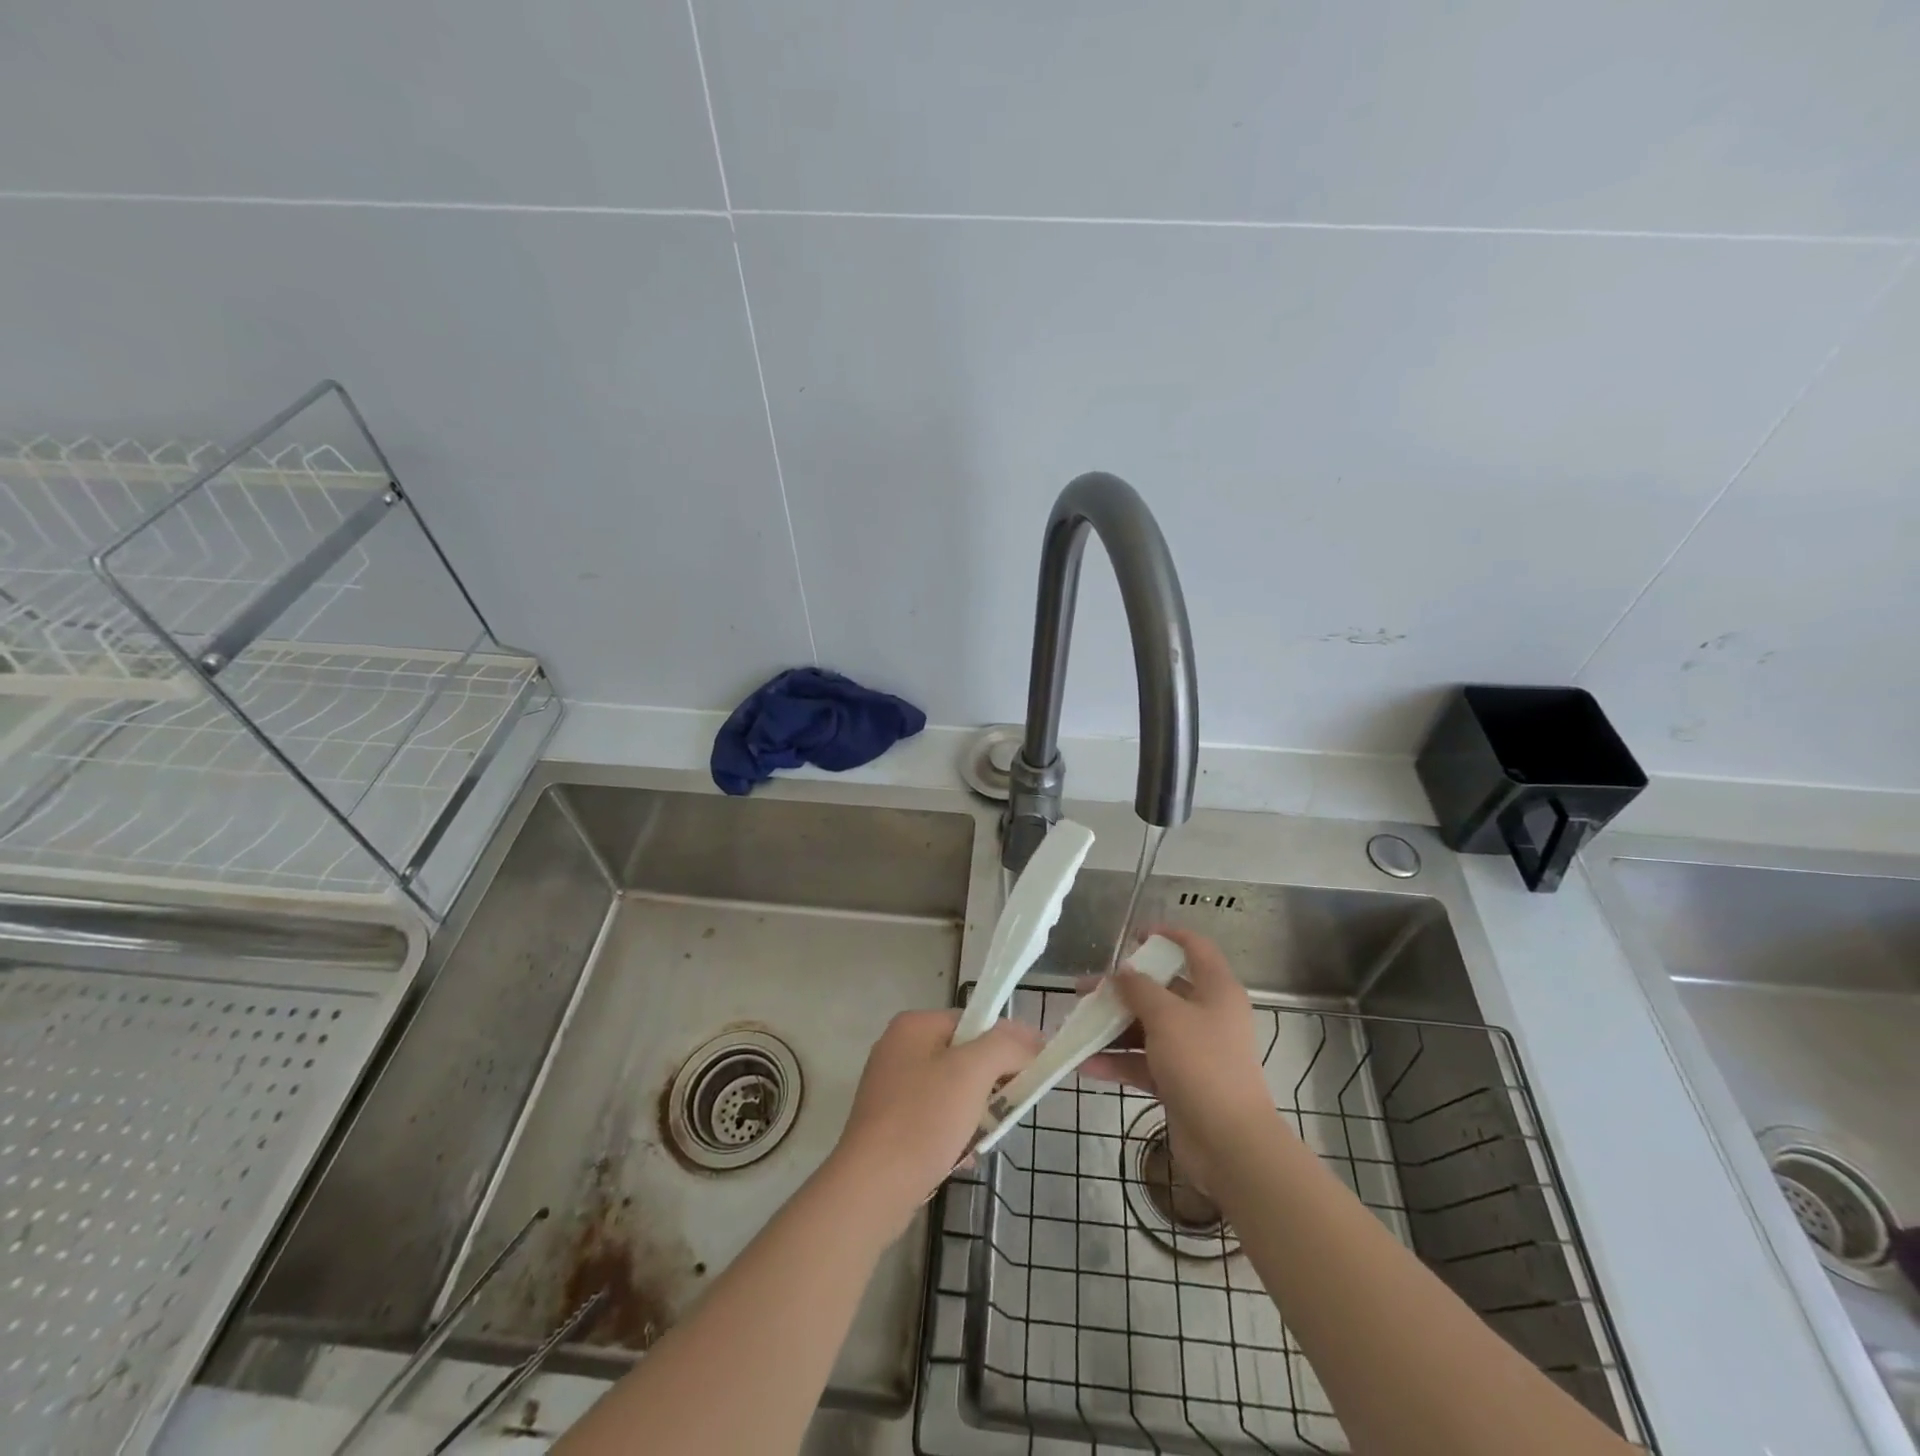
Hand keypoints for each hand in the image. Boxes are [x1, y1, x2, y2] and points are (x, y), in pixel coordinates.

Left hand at [829, 1009, 1041, 1229]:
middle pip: (964, 1057)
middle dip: (990, 1084)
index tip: (1030, 1073)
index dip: (1005, 1044)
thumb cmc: (923, 1120)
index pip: (973, 1022)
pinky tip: (963, 1157)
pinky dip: (954, 1134)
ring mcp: (890, 1088)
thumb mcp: (972, 1072)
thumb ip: (1006, 1046)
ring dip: (975, 1113)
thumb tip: (1032, 1038)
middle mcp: (898, 1049)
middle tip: (1008, 1109)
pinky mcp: (889, 1125)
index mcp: (913, 1026)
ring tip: (984, 1138)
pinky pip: (935, 1119)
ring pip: (952, 1091)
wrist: (871, 1189)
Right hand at [1080, 926, 1281, 1191]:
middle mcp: (1207, 1016)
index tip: (1134, 935)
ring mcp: (1193, 1052)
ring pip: (1147, 1028)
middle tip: (1085, 989)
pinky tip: (1084, 1064)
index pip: (1195, 948)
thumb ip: (1140, 989)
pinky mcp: (1180, 1082)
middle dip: (1122, 989)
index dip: (1167, 935)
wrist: (1229, 1144)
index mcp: (1216, 991)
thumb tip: (1123, 972)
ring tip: (1075, 1026)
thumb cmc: (1202, 1065)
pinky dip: (1117, 1062)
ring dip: (1112, 1027)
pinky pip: (1143, 1063)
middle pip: (1162, 991)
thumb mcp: (1167, 1017)